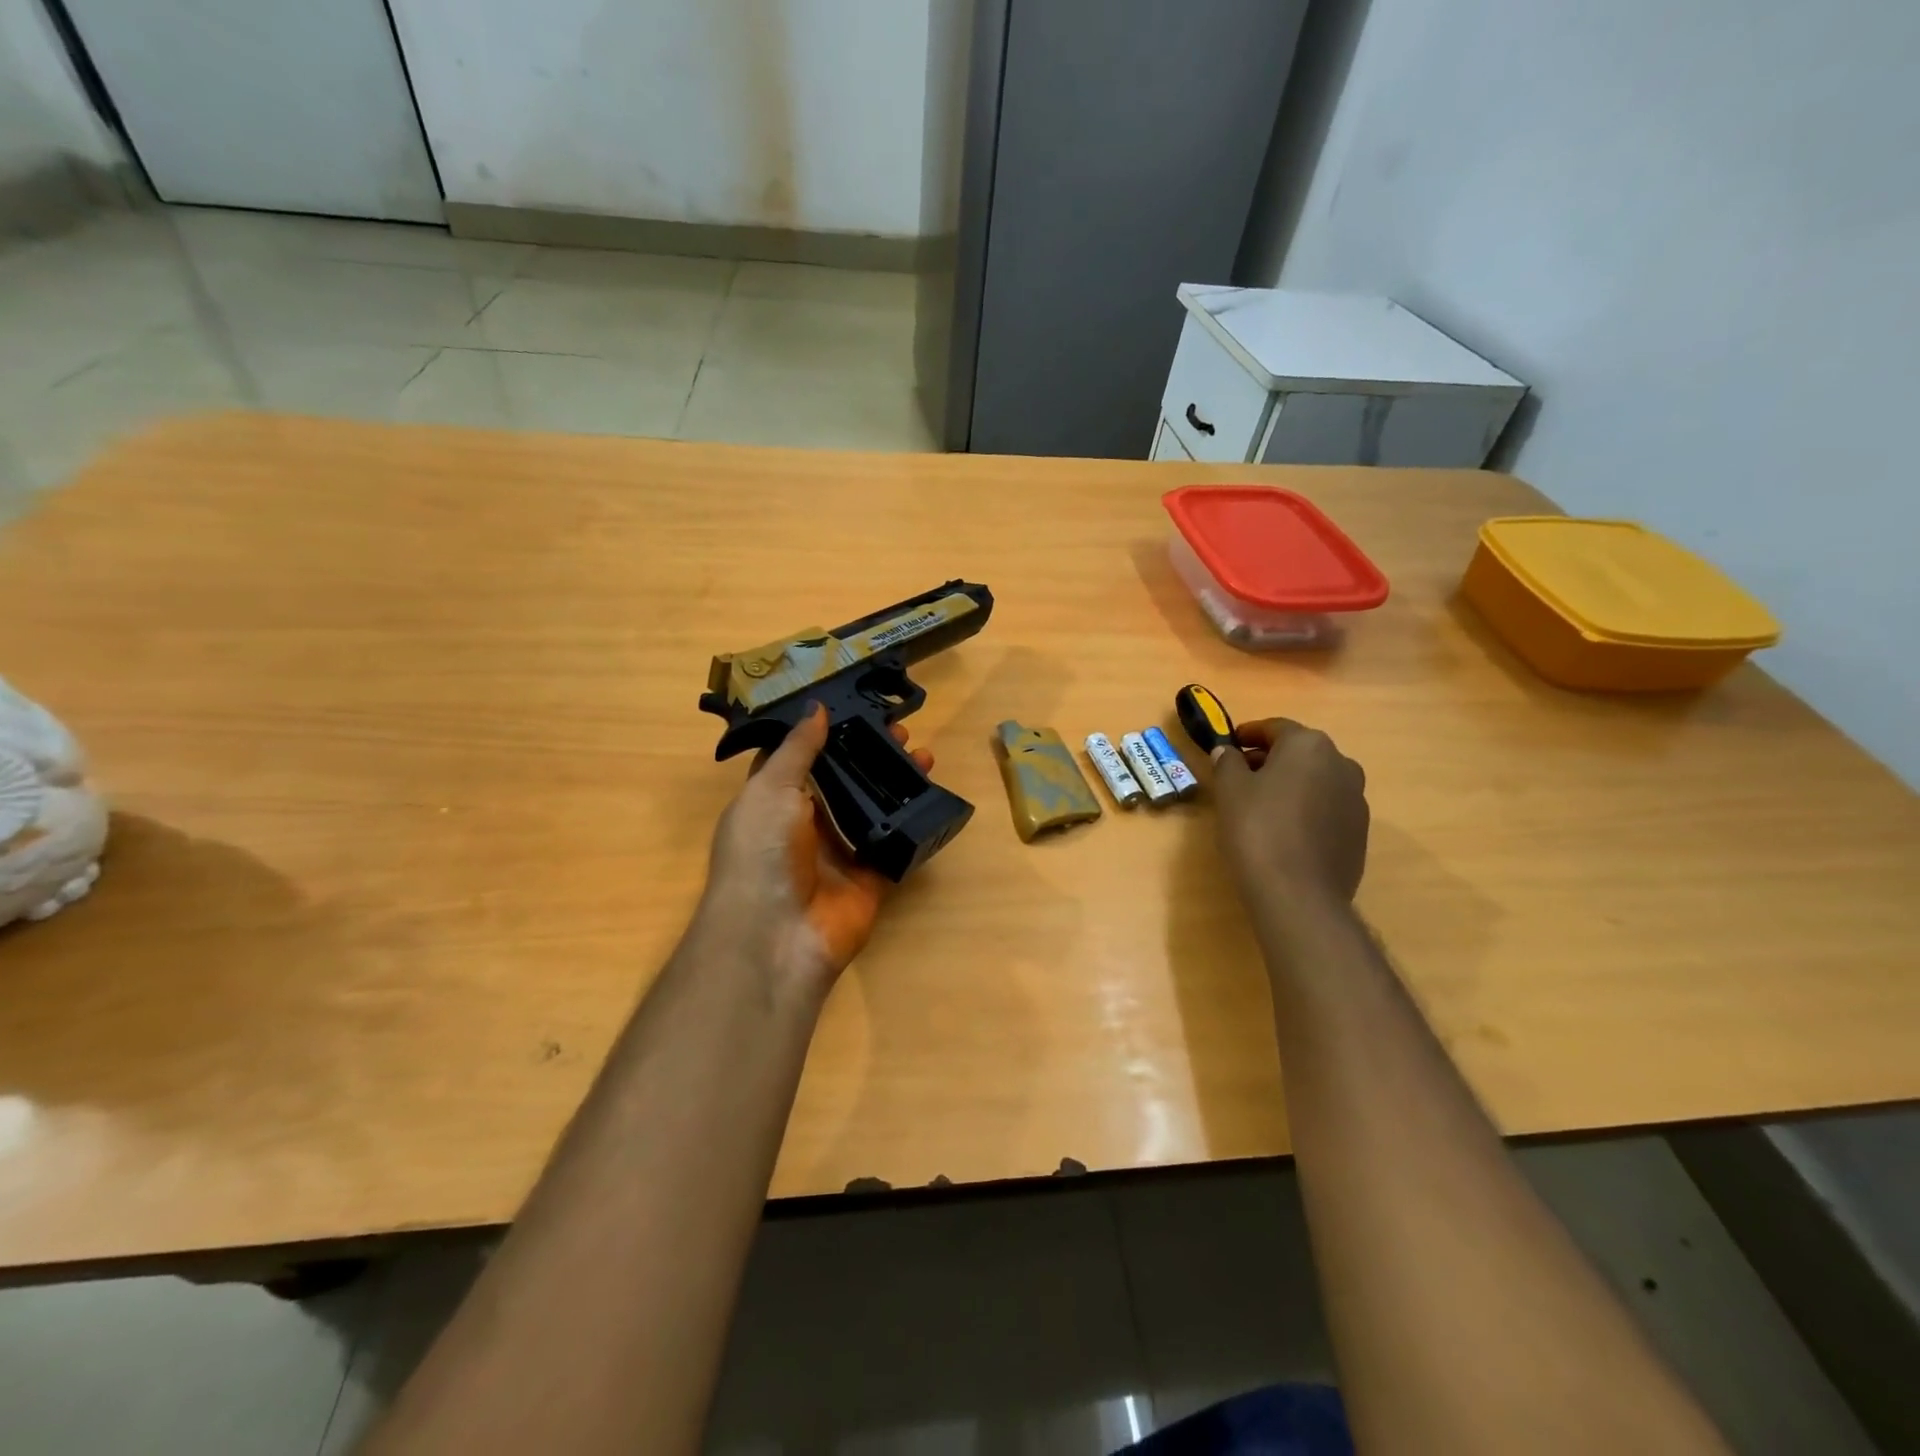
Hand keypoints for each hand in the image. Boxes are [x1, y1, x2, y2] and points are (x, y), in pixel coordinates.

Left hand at [697, 704, 931, 1002]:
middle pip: (845, 781)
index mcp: (775, 801)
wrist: (777, 936)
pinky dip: (914, 823)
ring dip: (898, 782)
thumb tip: (817, 708)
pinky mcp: (871, 878)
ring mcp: (841, 853)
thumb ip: (797, 750)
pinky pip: (896, 845)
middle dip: (872, 755)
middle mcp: (808, 824)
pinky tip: (933, 796)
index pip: (803, 758)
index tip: (858, 707)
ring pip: (874, 808)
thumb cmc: (762, 852)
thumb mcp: (770, 789)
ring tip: (925, 755)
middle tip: (903, 730)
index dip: (828, 733)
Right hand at [1213, 718, 1369, 911]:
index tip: (1229, 745)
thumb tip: (1228, 752)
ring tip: (1260, 805)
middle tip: (1239, 776)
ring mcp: (1356, 799)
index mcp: (1309, 745)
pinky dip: (1304, 809)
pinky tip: (1282, 831)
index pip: (1275, 728)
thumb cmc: (1257, 829)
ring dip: (1290, 784)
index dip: (1248, 734)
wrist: (1299, 894)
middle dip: (1270, 759)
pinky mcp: (1359, 832)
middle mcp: (1341, 763)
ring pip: (1315, 780)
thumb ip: (1227, 763)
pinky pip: (1326, 808)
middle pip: (1299, 752)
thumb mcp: (1229, 790)